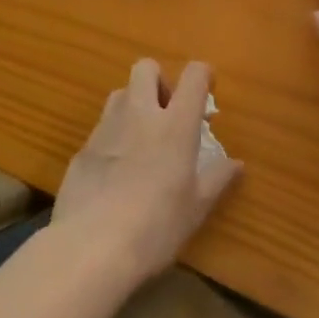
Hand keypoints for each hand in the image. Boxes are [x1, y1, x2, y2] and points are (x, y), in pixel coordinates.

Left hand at [53, 59, 241, 283]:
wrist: (89, 249)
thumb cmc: (155, 226)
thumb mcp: (196, 208)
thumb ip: (217, 179)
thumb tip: (237, 164)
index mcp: (175, 124)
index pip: (193, 75)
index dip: (202, 75)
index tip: (207, 90)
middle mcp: (140, 115)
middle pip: (146, 67)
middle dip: (159, 80)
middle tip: (167, 112)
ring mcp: (106, 129)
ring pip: (119, 93)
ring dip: (133, 105)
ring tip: (140, 139)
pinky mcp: (81, 151)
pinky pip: (100, 129)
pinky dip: (112, 138)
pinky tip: (114, 172)